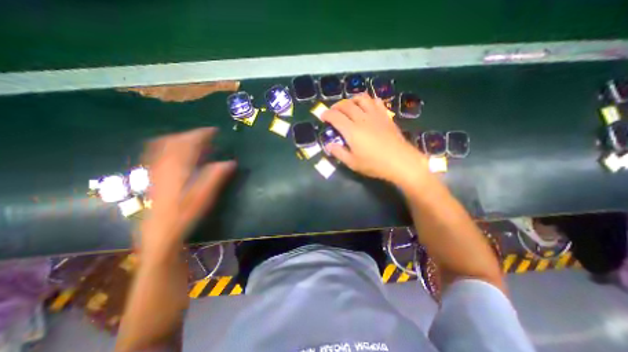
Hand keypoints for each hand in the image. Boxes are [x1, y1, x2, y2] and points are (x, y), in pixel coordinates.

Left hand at [138, 128, 234, 256]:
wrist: (160, 233)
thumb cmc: (185, 214)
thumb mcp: (205, 196)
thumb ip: (216, 176)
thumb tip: (231, 162)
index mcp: (177, 168)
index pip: (188, 143)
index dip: (202, 134)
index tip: (214, 131)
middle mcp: (163, 164)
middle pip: (174, 141)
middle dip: (191, 135)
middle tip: (207, 137)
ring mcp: (154, 169)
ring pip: (163, 145)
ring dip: (180, 139)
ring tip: (195, 143)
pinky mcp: (151, 176)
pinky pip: (156, 153)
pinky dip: (169, 147)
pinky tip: (178, 153)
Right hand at [320, 93, 429, 186]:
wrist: (400, 161)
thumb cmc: (374, 164)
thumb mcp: (352, 163)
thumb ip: (339, 153)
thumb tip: (329, 145)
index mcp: (352, 131)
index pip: (335, 117)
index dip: (327, 114)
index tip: (323, 116)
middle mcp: (362, 119)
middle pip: (346, 105)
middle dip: (336, 106)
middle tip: (333, 111)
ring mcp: (375, 115)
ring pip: (362, 99)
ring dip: (352, 99)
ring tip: (349, 106)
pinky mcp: (385, 116)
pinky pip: (376, 102)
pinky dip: (368, 101)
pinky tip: (367, 106)